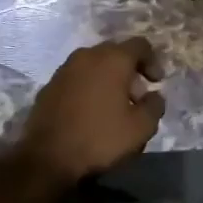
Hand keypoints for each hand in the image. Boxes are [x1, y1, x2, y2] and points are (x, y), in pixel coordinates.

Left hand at [15, 38, 165, 186]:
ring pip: (94, 64)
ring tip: (113, 106)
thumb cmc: (99, 138)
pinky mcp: (50, 84)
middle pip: (115, 52)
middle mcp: (87, 55)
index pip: (140, 45)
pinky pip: (77, 77)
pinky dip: (88, 86)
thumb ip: (154, 106)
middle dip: (130, 70)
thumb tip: (154, 95)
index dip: (153, 61)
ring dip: (108, 78)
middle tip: (136, 96)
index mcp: (112, 59)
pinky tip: (90, 111)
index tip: (156, 83)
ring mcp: (65, 68)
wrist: (47, 157)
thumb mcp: (140, 128)